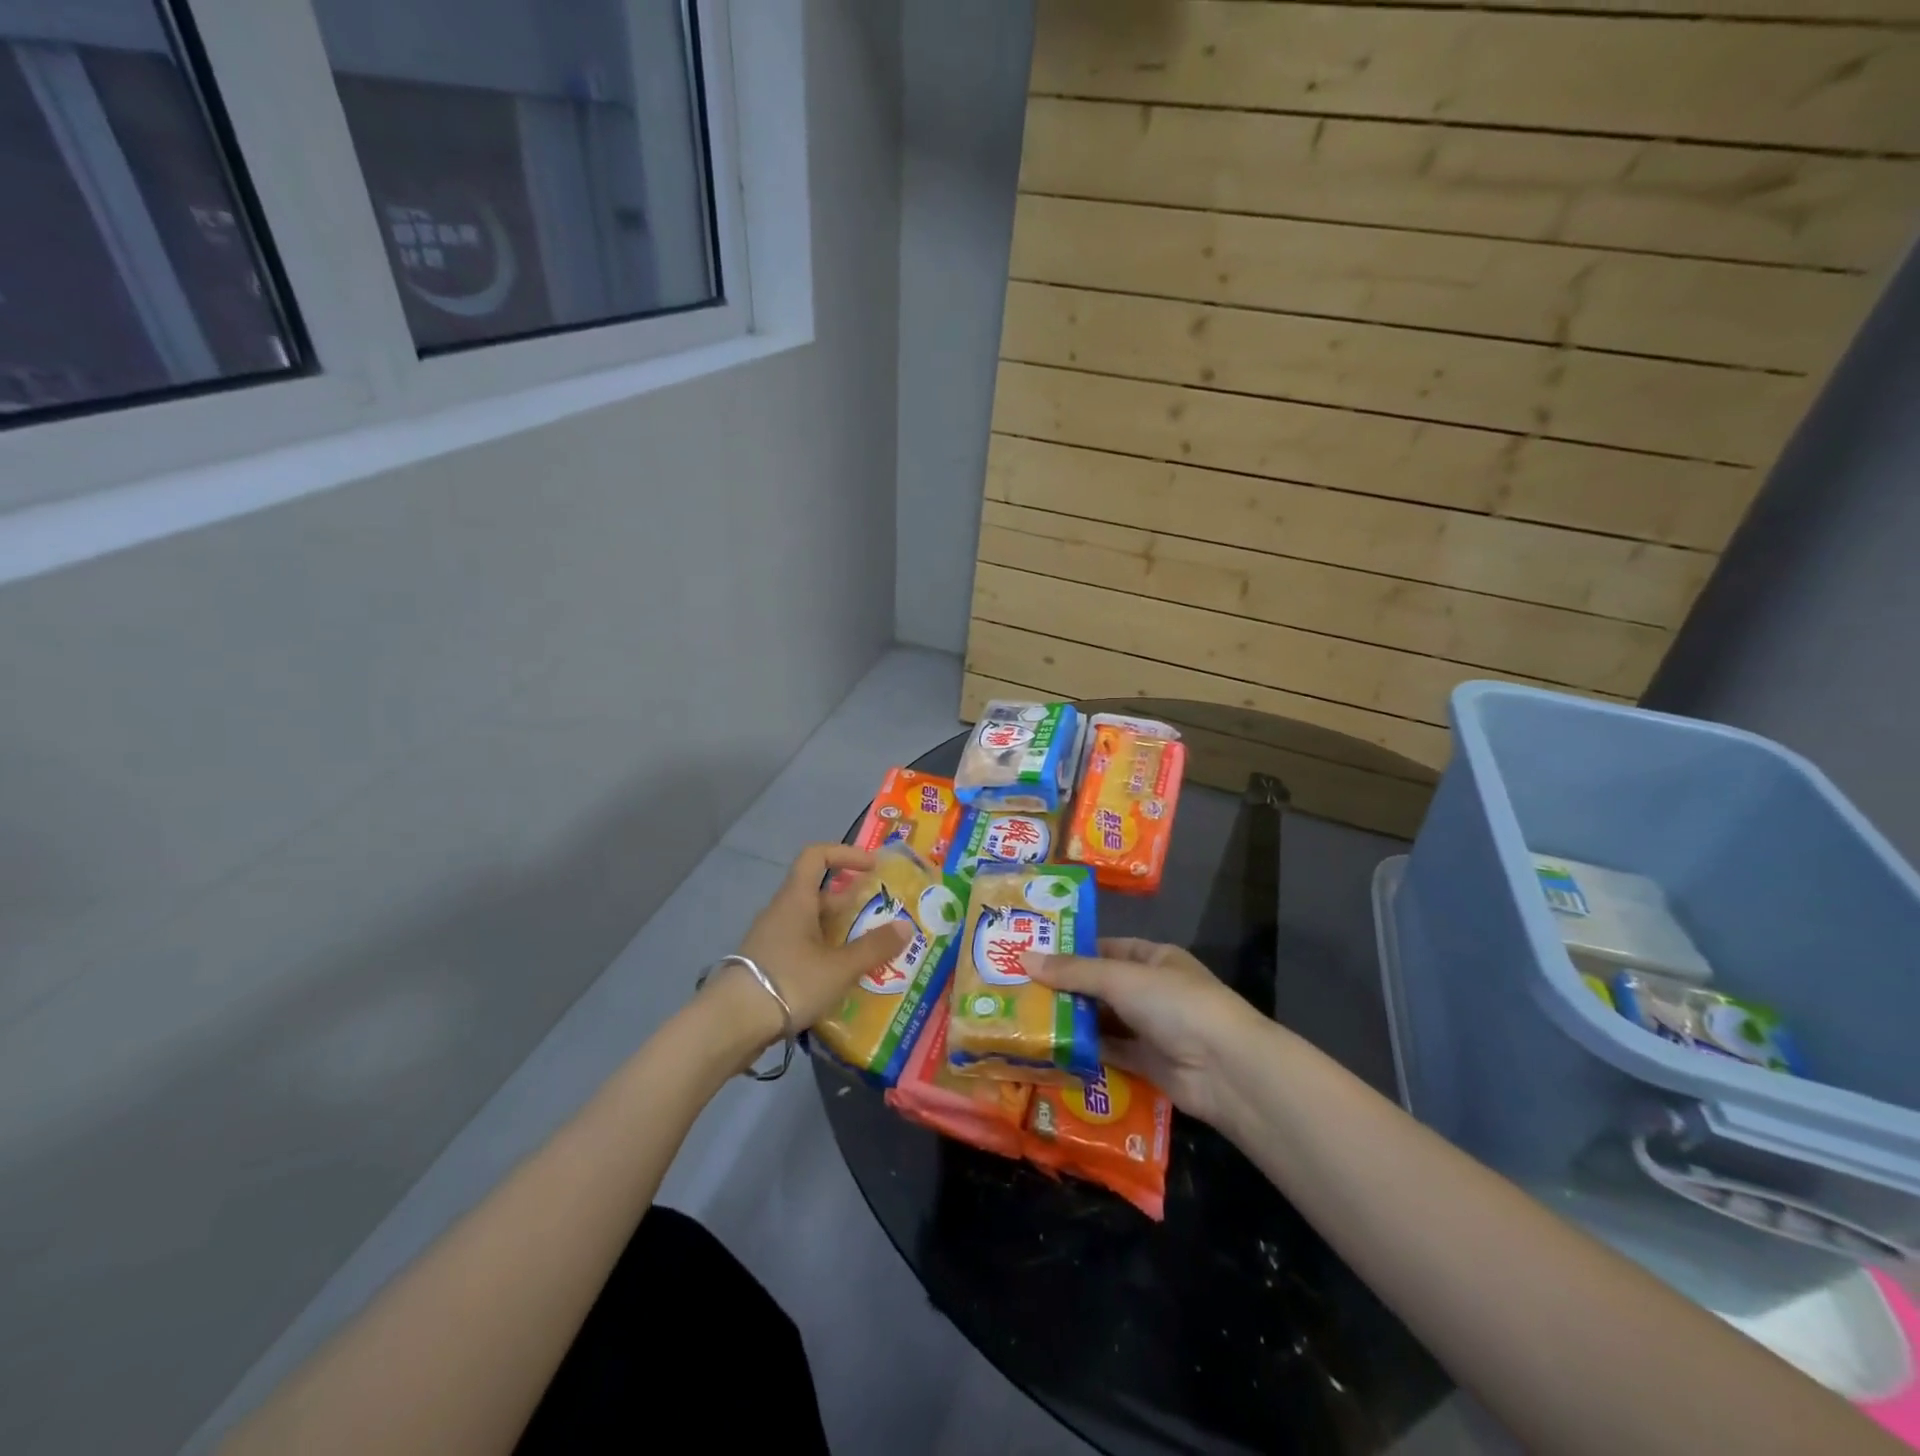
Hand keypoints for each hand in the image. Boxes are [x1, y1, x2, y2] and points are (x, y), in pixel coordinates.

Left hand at [723, 843, 912, 1043]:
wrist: (731, 1025)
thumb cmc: (789, 982)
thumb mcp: (840, 967)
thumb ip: (874, 947)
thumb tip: (906, 927)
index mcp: (796, 899)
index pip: (816, 856)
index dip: (845, 854)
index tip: (872, 868)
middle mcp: (782, 912)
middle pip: (818, 894)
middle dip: (851, 904)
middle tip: (881, 920)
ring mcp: (770, 940)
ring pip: (811, 925)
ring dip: (839, 934)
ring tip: (869, 954)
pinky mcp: (766, 966)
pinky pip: (801, 949)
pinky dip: (824, 956)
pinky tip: (841, 980)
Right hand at [1024, 938, 1261, 1125]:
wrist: (1224, 1069)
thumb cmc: (1175, 1005)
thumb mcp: (1120, 978)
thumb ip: (1073, 972)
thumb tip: (1023, 958)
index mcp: (1153, 958)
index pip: (1104, 949)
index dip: (1070, 951)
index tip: (1031, 955)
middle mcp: (1151, 990)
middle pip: (1100, 986)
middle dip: (1064, 990)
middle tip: (1018, 990)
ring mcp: (1150, 1029)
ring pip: (1102, 1021)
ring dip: (1071, 1021)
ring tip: (1025, 1019)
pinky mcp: (1146, 1064)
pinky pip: (1109, 1052)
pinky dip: (1084, 1050)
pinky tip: (1051, 1049)